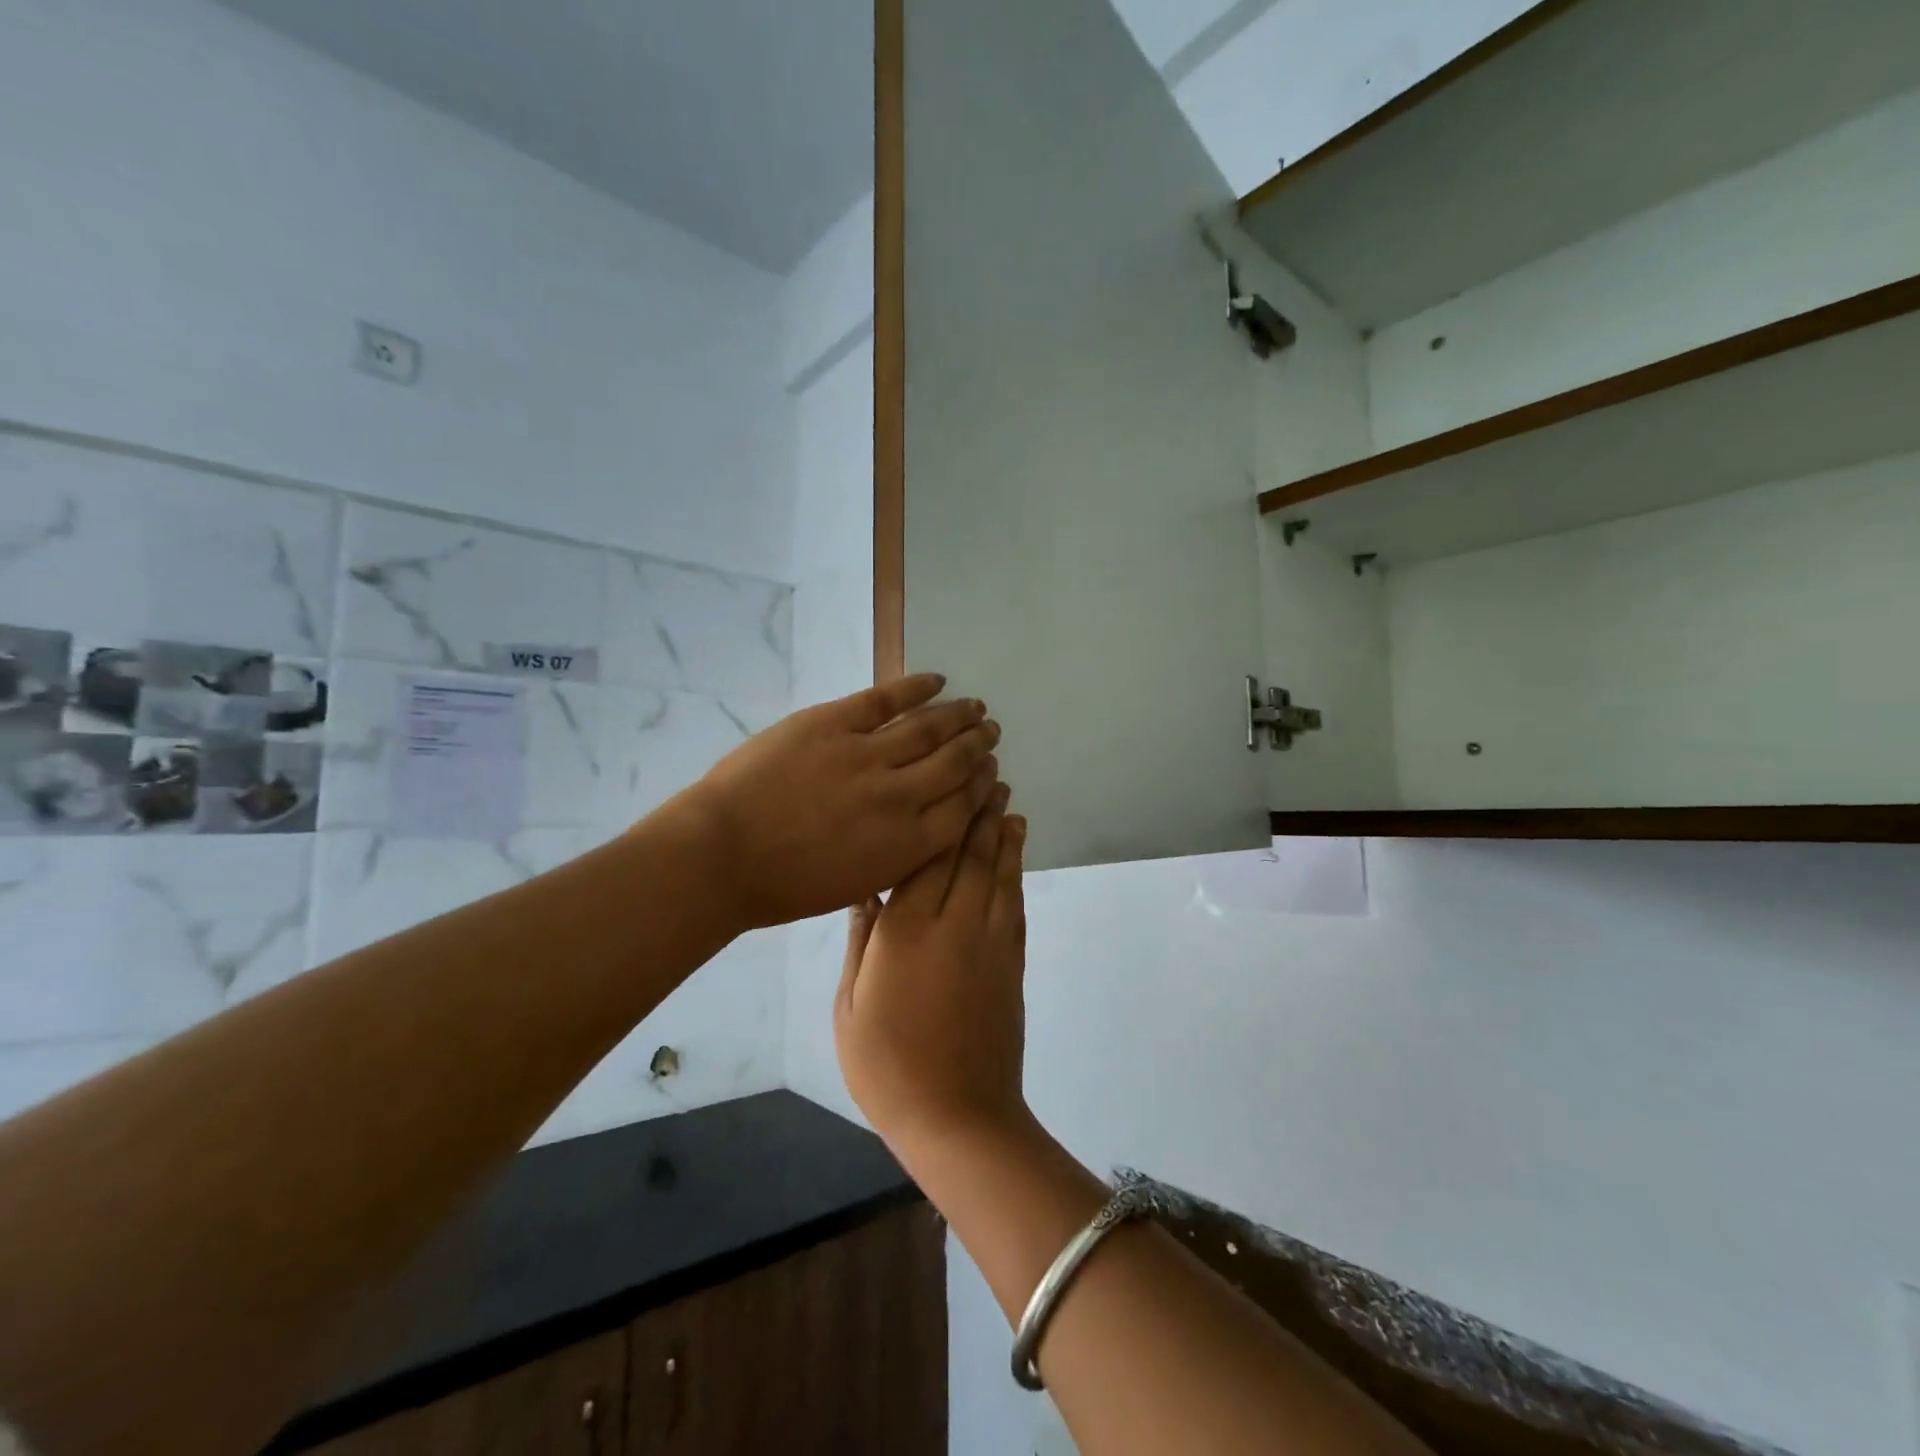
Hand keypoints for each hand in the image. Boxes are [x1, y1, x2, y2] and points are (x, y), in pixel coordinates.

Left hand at [678, 674, 1000, 930]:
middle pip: (955, 764)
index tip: (992, 774)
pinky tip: (937, 680)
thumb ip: (897, 857)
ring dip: (958, 715)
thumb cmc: (782, 887)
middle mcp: (898, 797)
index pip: (963, 809)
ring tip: (976, 707)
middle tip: (991, 733)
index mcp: (904, 845)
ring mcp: (865, 755)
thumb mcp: (855, 888)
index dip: (983, 788)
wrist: (720, 857)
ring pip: (929, 728)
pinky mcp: (833, 723)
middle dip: (978, 747)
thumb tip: (920, 828)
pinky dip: (916, 687)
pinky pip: (885, 699)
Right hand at [835, 786, 1028, 1152]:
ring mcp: (990, 940)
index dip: (940, 813)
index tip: (950, 780)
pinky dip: (1015, 871)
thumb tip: (865, 889)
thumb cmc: (887, 1065)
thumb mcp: (850, 1005)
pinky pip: (1013, 903)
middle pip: (968, 852)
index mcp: (907, 929)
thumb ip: (861, 939)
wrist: (958, 1117)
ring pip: (998, 871)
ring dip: (1003, 832)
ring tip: (1006, 799)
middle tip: (985, 772)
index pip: (926, 854)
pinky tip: (1014, 853)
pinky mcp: (1012, 960)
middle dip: (978, 810)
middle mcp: (955, 922)